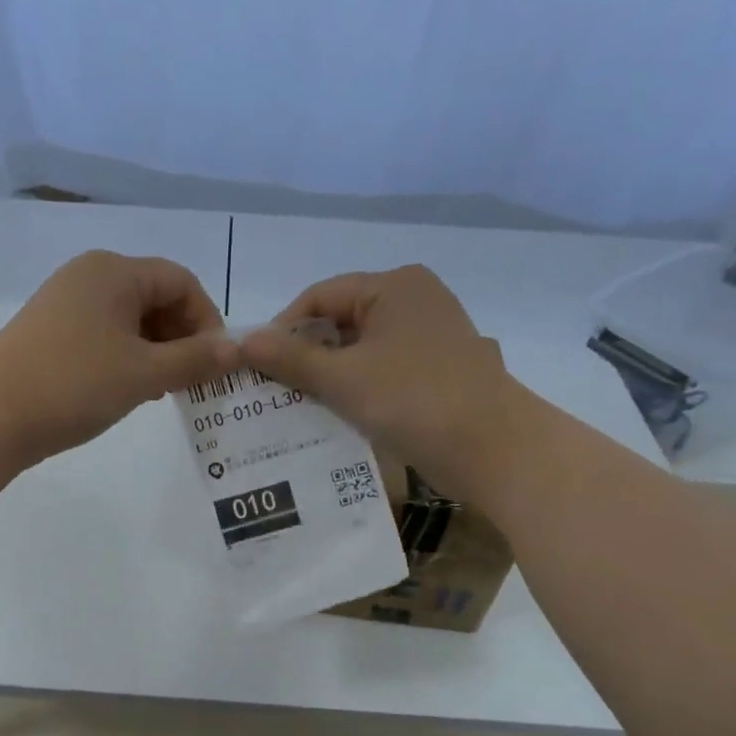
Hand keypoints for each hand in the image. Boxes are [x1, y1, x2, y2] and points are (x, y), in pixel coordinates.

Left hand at [0, 251, 239, 464]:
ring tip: (164, 391)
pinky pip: (106, 336)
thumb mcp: (144, 373)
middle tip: (191, 382)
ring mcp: (67, 305)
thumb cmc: (74, 384)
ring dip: (158, 352)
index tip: (214, 364)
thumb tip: (238, 350)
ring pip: (132, 321)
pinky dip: (129, 359)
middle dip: (183, 338)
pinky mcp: (52, 333)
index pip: (182, 282)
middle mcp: (90, 277)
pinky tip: (131, 391)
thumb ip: (195, 360)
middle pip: (157, 298)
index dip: (207, 320)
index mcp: (114, 272)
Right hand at [239, 265, 512, 493]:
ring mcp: (430, 335)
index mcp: (393, 286)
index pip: (320, 296)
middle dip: (305, 355)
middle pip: (341, 321)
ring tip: (297, 405)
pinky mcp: (437, 369)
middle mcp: (414, 300)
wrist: (495, 449)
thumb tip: (241, 341)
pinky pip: (383, 369)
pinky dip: (357, 387)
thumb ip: (290, 358)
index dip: (283, 328)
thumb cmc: (414, 400)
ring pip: (361, 349)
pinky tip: (336, 415)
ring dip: (328, 375)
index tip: (257, 366)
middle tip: (273, 388)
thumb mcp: (343, 378)